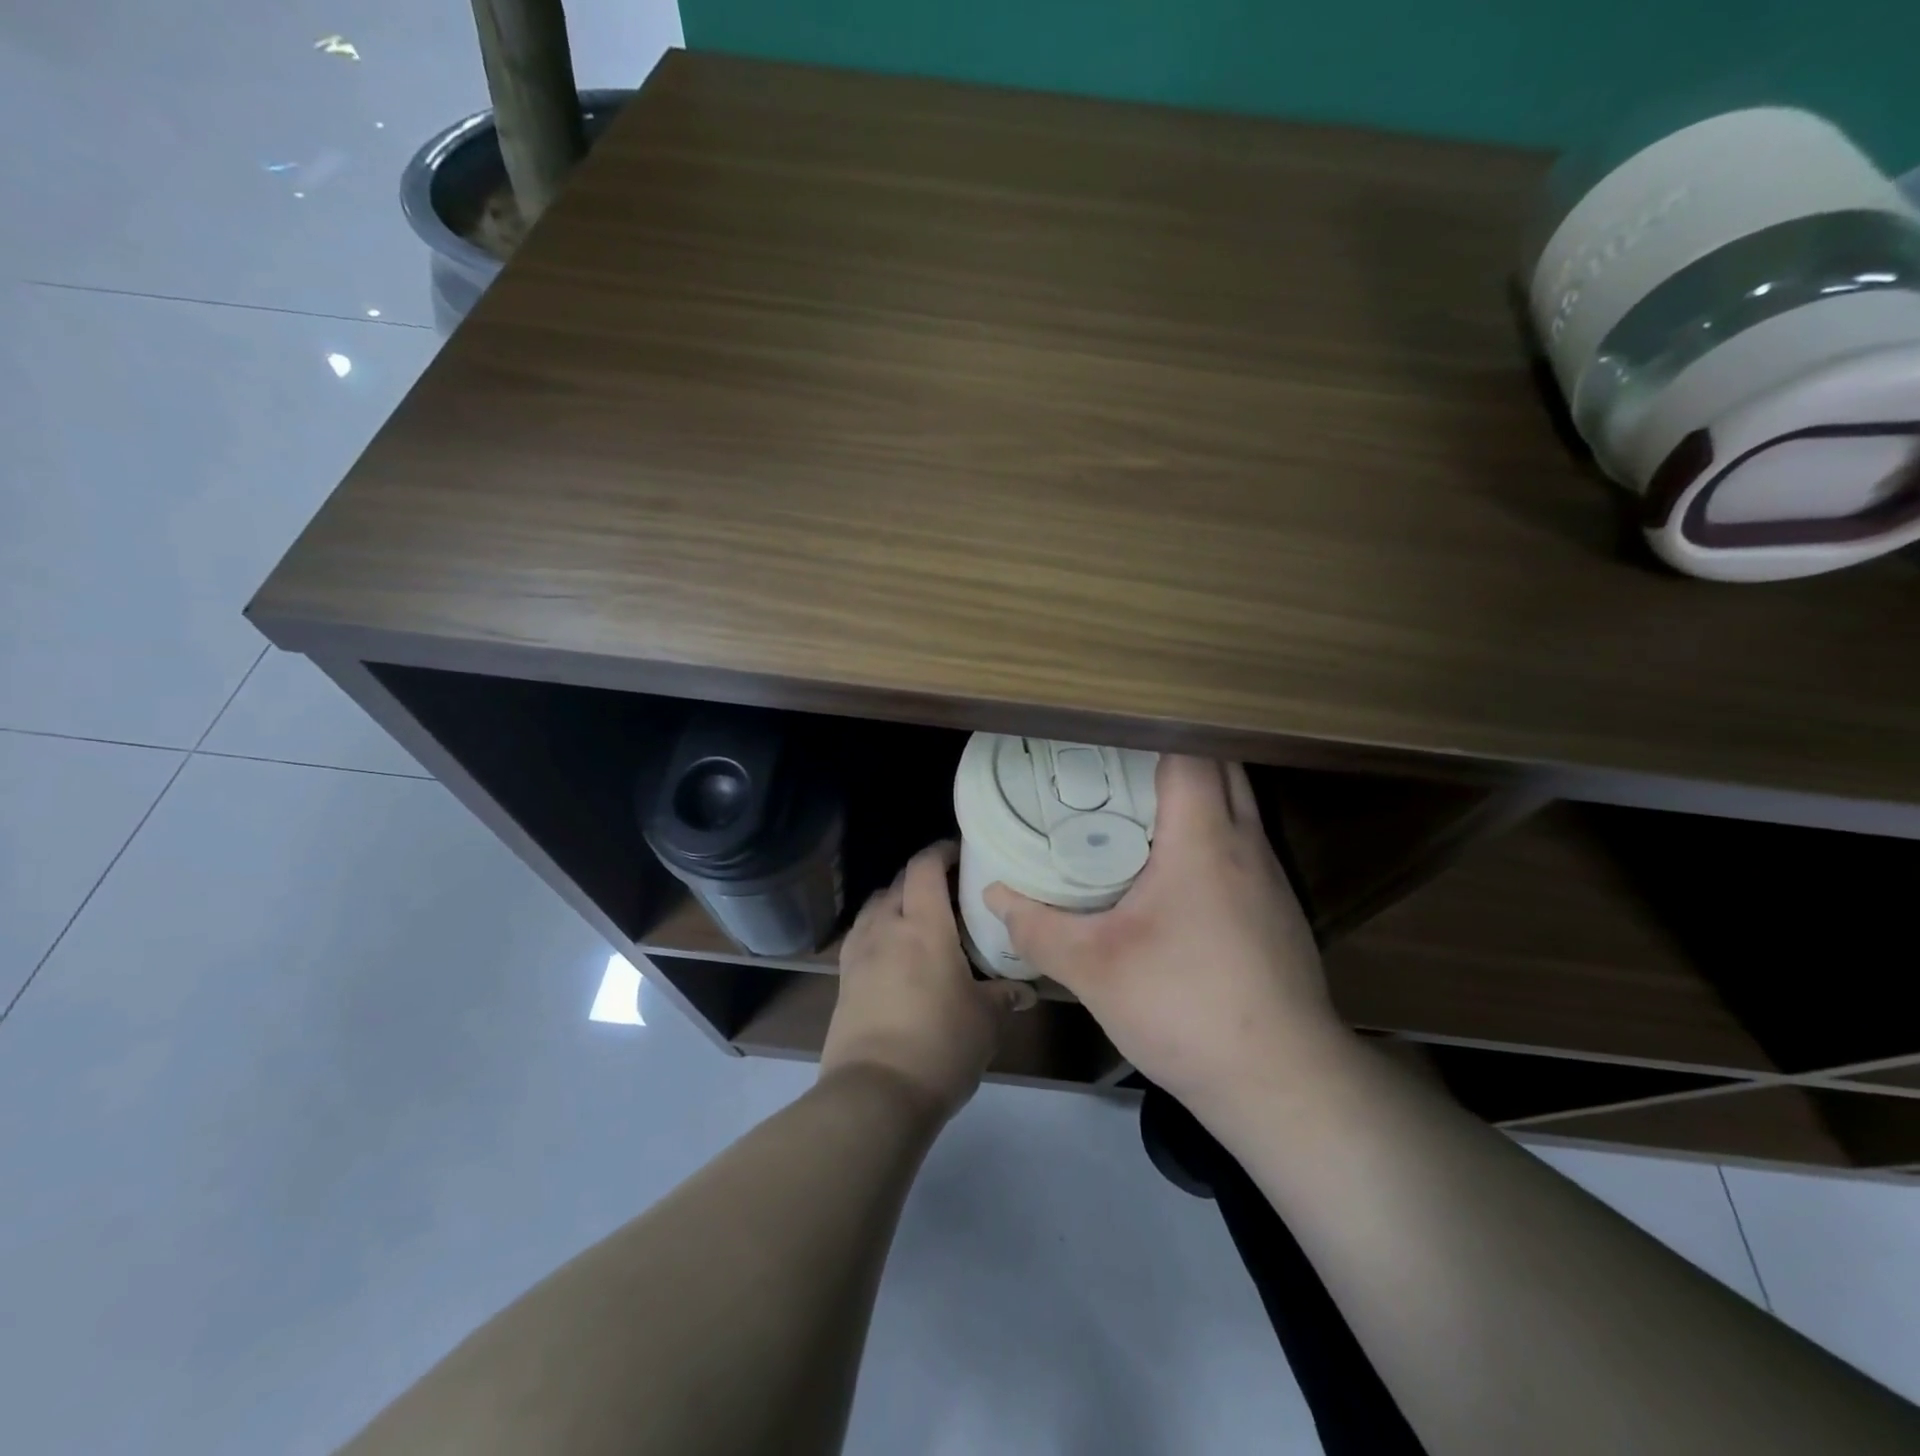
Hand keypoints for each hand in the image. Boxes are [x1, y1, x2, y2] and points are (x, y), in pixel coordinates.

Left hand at [823, 841, 1035, 1121]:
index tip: (959, 852)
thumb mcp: (985, 1021)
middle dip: (921, 876)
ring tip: (918, 918)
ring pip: (875, 907)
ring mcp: (859, 953)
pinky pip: (861, 936)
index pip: (925, 867)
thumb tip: (1024, 992)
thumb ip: (1004, 997)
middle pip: (898, 883)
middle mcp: (886, 928)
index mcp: (923, 925)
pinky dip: (878, 930)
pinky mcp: (843, 979)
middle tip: (948, 889)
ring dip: (895, 901)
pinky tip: (894, 952)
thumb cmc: (939, 1045)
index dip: (940, 852)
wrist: (875, 1093)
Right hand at [983, 756, 1340, 1110]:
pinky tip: (1174, 875)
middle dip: (1172, 757)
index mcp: (1203, 838)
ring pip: (1237, 808)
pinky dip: (1210, 837)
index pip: (1189, 753)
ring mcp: (1271, 878)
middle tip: (1114, 770)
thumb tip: (994, 897)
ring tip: (1137, 811)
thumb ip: (1037, 927)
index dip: (1148, 735)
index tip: (1104, 740)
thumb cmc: (1184, 1007)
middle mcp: (1246, 844)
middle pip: (1221, 768)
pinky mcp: (1279, 911)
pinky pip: (1242, 847)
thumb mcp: (1094, 968)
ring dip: (1195, 797)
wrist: (1283, 1081)